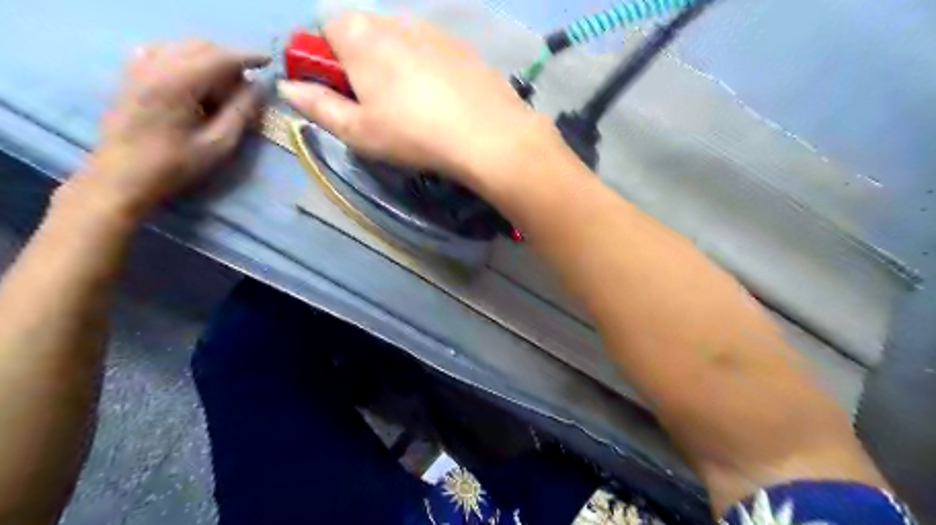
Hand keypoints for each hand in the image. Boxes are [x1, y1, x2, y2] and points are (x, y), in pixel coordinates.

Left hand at [77, 42, 267, 218]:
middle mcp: (155, 65)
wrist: (122, 176)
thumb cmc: (175, 165)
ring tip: (226, 84)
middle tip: (249, 83)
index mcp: (178, 82)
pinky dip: (186, 59)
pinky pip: (163, 52)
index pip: (220, 57)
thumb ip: (241, 112)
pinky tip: (195, 79)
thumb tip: (260, 87)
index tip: (270, 61)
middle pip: (200, 46)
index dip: (248, 56)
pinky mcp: (131, 75)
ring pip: (182, 47)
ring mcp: (139, 67)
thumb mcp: (218, 144)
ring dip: (209, 58)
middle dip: (229, 59)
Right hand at [275, 12, 557, 188]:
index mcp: (360, 36)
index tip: (341, 93)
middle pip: (364, 32)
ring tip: (414, 107)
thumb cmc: (413, 134)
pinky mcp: (462, 47)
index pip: (325, 27)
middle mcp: (395, 21)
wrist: (487, 135)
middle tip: (377, 105)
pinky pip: (432, 52)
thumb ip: (318, 106)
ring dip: (396, 66)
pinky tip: (442, 101)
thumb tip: (288, 87)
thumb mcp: (358, 131)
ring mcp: (433, 31)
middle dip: (361, 62)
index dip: (326, 60)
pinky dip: (428, 69)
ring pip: (400, 41)